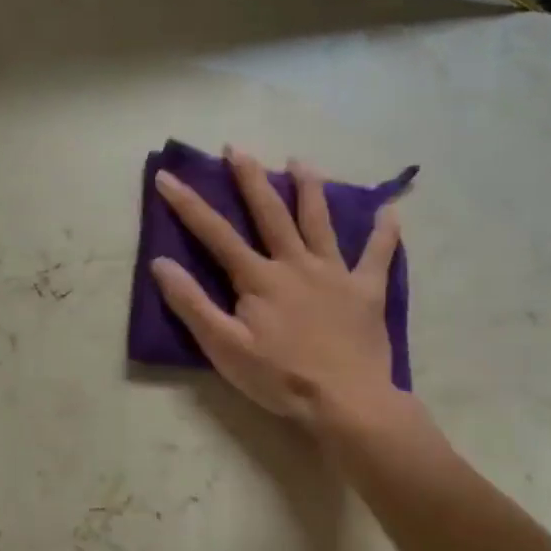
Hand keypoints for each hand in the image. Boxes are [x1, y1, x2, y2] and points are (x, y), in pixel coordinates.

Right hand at [151, 149, 405, 436]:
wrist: (346, 402)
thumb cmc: (279, 377)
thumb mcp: (223, 346)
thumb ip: (191, 303)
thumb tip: (161, 263)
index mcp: (259, 278)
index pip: (215, 233)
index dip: (188, 204)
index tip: (166, 176)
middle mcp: (296, 264)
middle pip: (271, 213)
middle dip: (250, 179)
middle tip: (236, 148)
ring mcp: (335, 274)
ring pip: (320, 221)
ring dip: (309, 188)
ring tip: (300, 161)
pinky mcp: (366, 291)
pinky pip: (377, 256)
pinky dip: (384, 233)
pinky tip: (390, 210)